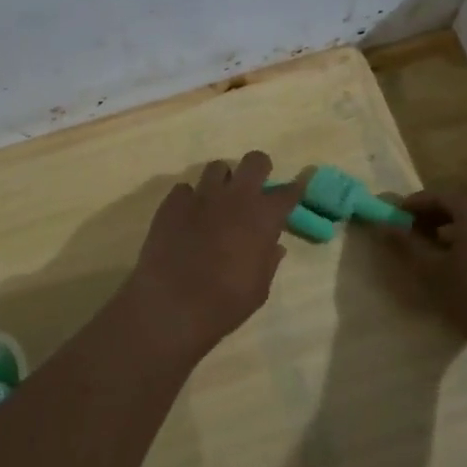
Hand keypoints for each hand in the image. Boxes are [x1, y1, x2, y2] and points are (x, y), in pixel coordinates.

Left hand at [122, 152, 304, 356]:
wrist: (171, 305)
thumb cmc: (225, 302)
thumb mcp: (259, 288)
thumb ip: (268, 261)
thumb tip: (274, 246)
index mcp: (263, 217)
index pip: (289, 191)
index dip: (295, 189)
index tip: (295, 190)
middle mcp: (235, 196)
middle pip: (254, 161)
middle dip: (258, 170)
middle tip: (253, 191)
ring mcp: (201, 196)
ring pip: (217, 167)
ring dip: (222, 181)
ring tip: (217, 202)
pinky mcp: (172, 202)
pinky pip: (185, 189)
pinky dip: (190, 199)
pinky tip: (187, 218)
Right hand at [380, 191, 466, 352]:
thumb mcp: (432, 274)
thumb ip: (406, 245)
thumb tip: (383, 224)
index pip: (435, 197)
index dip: (411, 208)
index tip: (395, 222)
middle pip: (463, 208)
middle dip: (437, 222)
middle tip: (419, 243)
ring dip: (464, 237)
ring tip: (448, 262)